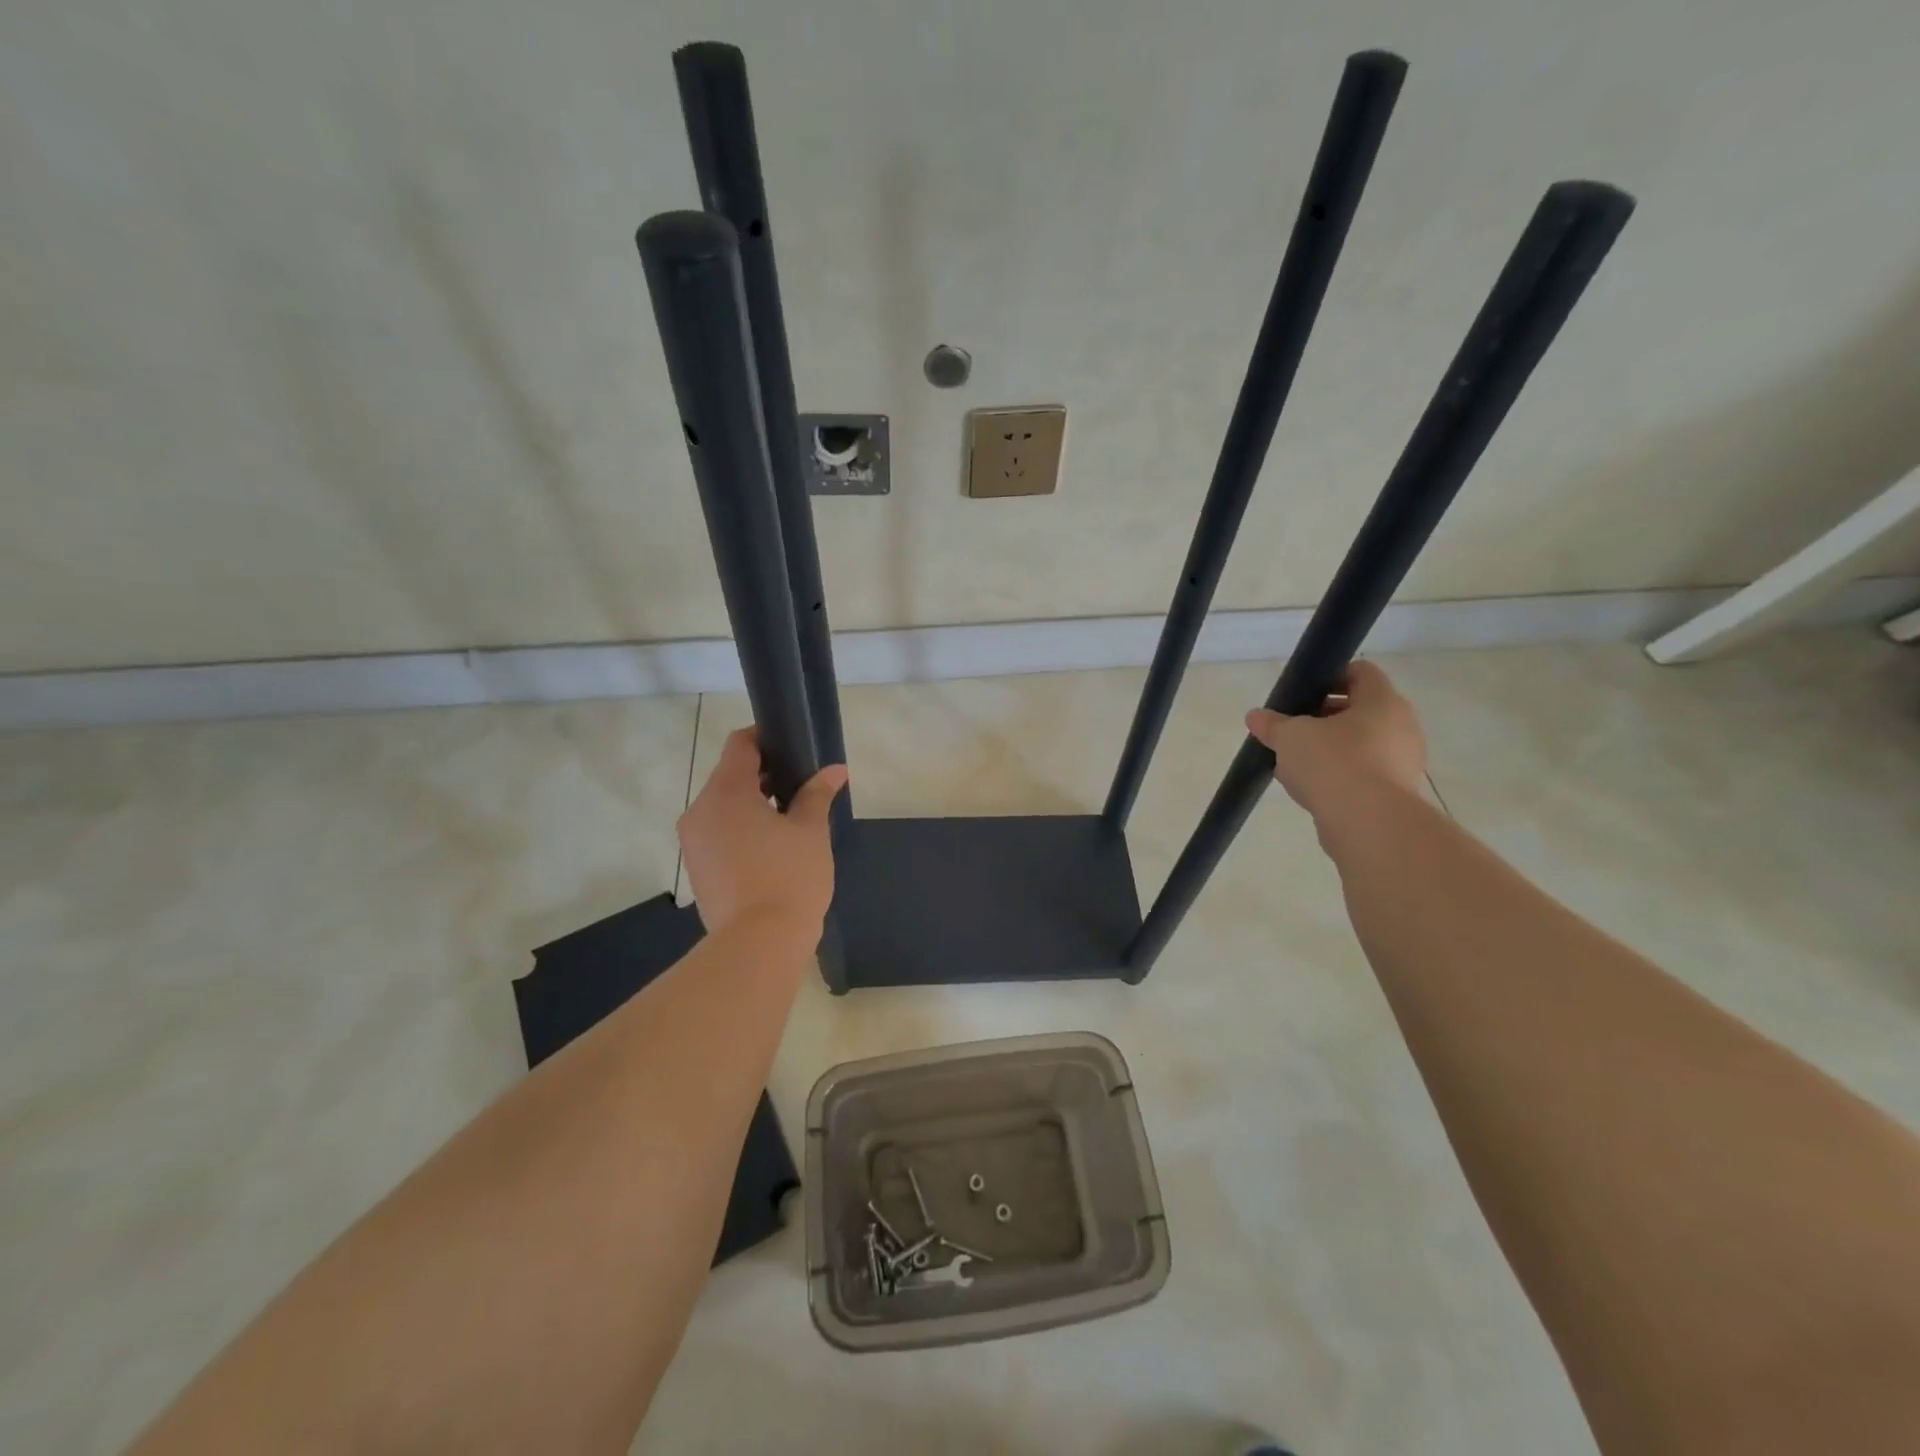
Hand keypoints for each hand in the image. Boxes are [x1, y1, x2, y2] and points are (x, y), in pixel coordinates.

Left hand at [677, 728, 847, 937]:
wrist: (758, 945)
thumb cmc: (789, 877)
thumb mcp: (811, 831)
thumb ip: (817, 794)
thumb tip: (834, 770)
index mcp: (726, 793)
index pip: (740, 745)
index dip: (766, 738)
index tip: (793, 748)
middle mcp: (700, 811)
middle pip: (730, 775)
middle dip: (764, 775)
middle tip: (800, 787)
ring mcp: (693, 842)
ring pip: (723, 806)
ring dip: (752, 804)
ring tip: (789, 820)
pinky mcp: (696, 868)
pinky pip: (718, 833)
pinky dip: (741, 830)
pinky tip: (771, 848)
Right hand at [1245, 660, 1426, 820]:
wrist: (1368, 824)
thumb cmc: (1333, 763)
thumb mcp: (1290, 736)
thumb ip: (1272, 724)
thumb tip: (1255, 716)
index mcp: (1382, 701)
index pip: (1361, 672)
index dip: (1330, 677)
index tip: (1302, 693)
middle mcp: (1401, 727)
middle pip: (1360, 710)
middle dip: (1323, 717)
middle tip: (1293, 729)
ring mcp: (1402, 762)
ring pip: (1360, 745)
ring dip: (1329, 749)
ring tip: (1294, 763)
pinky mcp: (1395, 794)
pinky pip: (1363, 774)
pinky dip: (1339, 776)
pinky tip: (1310, 788)